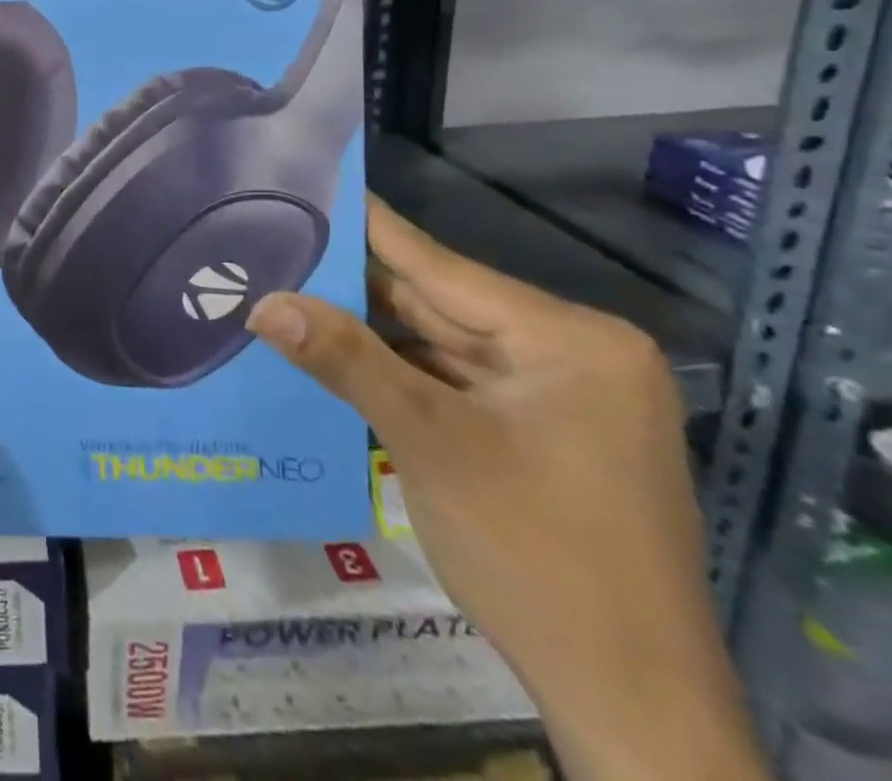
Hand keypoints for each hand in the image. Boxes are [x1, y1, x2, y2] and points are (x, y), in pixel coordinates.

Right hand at [247, 196, 767, 780]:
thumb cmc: (537, 554)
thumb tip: (263, 302)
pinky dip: (392, 373)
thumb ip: (346, 360)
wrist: (628, 707)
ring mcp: (552, 398)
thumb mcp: (430, 442)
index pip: (441, 265)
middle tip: (273, 242)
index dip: (367, 226)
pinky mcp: (533, 436)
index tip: (309, 184)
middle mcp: (567, 355)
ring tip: (285, 288)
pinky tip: (330, 352)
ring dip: (365, 332)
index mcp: (568, 339)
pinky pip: (447, 383)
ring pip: (436, 345)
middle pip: (436, 305)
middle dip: (353, 285)